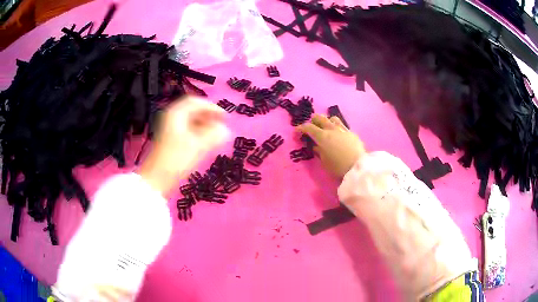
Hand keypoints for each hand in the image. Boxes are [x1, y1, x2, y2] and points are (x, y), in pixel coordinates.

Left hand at [138, 96, 228, 195]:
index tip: (225, 117)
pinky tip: (204, 142)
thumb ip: (214, 135)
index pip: (196, 102)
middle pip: (192, 110)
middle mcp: (171, 117)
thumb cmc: (177, 160)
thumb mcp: (199, 146)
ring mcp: (169, 128)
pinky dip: (197, 132)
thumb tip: (225, 129)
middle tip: (221, 125)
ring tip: (215, 135)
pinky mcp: (169, 139)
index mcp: (176, 114)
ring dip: (204, 125)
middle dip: (208, 116)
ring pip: (189, 120)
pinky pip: (186, 129)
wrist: (157, 178)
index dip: (212, 107)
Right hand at [297, 114, 364, 177]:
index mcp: (322, 137)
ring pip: (332, 118)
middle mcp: (332, 129)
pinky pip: (342, 125)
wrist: (358, 167)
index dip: (301, 128)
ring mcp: (343, 129)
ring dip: (327, 121)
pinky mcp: (351, 133)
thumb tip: (316, 146)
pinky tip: (338, 135)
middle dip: (313, 121)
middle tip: (311, 127)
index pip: (308, 127)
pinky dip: (337, 127)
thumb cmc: (338, 167)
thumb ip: (319, 152)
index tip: (297, 131)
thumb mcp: (324, 162)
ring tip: (326, 128)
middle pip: (320, 118)